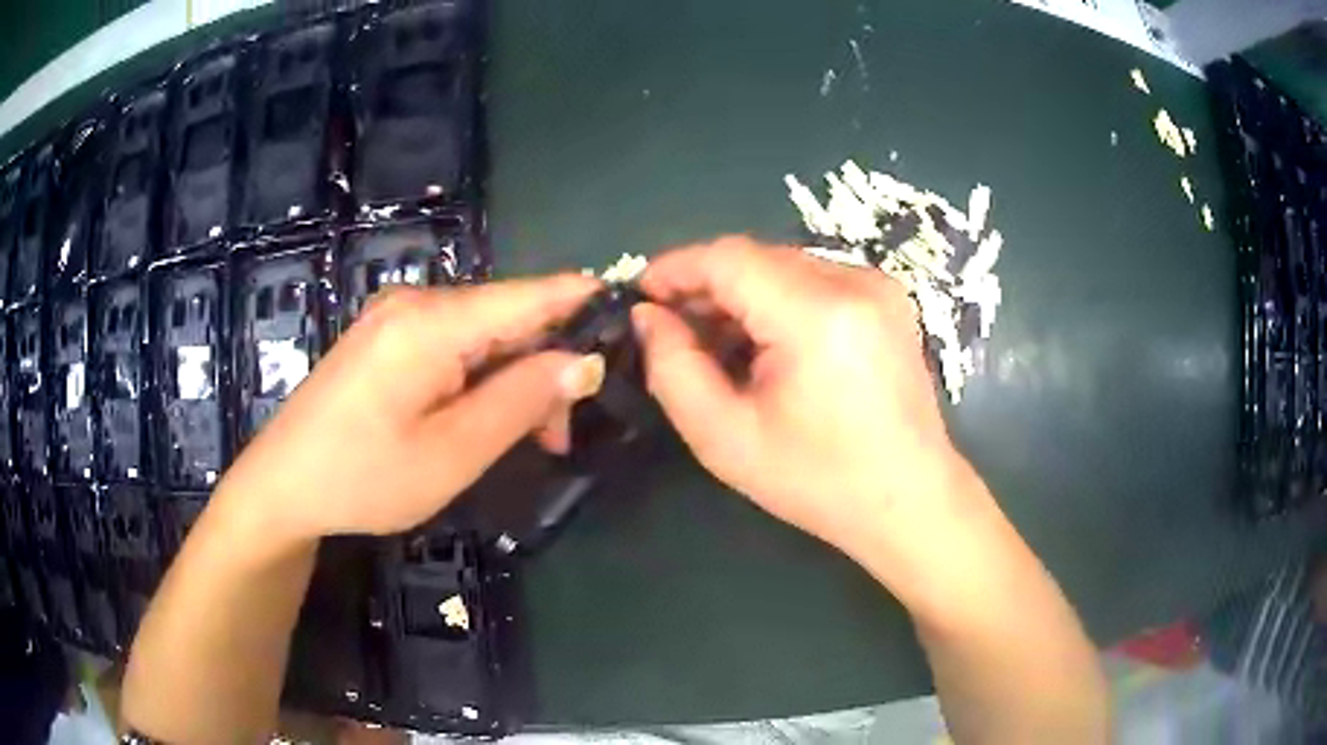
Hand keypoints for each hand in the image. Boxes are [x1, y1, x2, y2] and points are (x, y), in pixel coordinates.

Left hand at [211, 275, 605, 542]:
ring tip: (529, 437)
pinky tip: (485, 417)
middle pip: (508, 316)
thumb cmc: (363, 477)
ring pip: (483, 334)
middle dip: (545, 365)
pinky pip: (452, 345)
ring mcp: (397, 317)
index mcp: (432, 321)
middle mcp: (417, 302)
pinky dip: (481, 378)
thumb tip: (583, 362)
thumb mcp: (453, 452)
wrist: (283, 485)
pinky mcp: (386, 338)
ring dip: (514, 378)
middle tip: (562, 433)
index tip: (631, 325)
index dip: (584, 304)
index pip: (531, 295)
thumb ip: (521, 400)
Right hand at [634, 236, 983, 565]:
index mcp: (817, 314)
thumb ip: (673, 368)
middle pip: (757, 258)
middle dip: (707, 287)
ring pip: (785, 267)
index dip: (676, 268)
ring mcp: (879, 286)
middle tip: (674, 331)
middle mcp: (855, 282)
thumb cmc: (818, 481)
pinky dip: (779, 302)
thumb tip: (649, 317)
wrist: (909, 500)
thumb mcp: (725, 437)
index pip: (728, 258)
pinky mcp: (889, 299)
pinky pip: (815, 281)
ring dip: (742, 295)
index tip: (641, 296)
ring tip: (718, 344)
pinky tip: (767, 345)